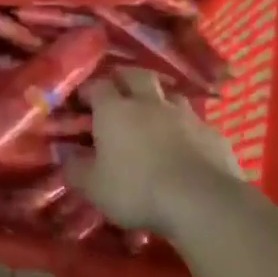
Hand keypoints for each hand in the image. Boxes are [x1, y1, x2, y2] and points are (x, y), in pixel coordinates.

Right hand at [65, 68, 242, 233]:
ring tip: (154, 115)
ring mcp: (185, 115)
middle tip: (118, 93)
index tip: (82, 102)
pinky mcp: (212, 133)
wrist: (201, 201)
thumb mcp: (94, 187)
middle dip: (125, 79)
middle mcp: (149, 103)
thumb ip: (75, 168)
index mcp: (115, 111)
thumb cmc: (137, 190)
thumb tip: (65, 154)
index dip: (89, 90)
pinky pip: (195, 122)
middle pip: (136, 75)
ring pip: (170, 94)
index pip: (98, 85)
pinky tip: (186, 144)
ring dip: (159, 99)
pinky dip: (186, 128)